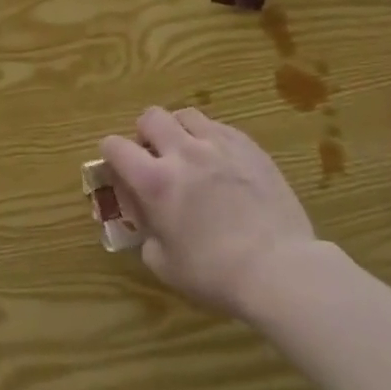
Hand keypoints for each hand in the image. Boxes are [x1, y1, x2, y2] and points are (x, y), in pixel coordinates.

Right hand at [99, 106, 319, 319]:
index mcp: (154, 181)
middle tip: (154, 157)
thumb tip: (148, 220)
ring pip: (186, 115)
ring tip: (188, 152)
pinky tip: (220, 161)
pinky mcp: (249, 146)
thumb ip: (146, 234)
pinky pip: (220, 127)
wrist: (280, 269)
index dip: (110, 154)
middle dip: (145, 133)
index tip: (117, 168)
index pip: (115, 146)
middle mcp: (182, 152)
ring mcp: (218, 144)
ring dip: (179, 130)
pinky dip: (211, 138)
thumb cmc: (216, 274)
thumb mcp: (164, 265)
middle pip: (150, 116)